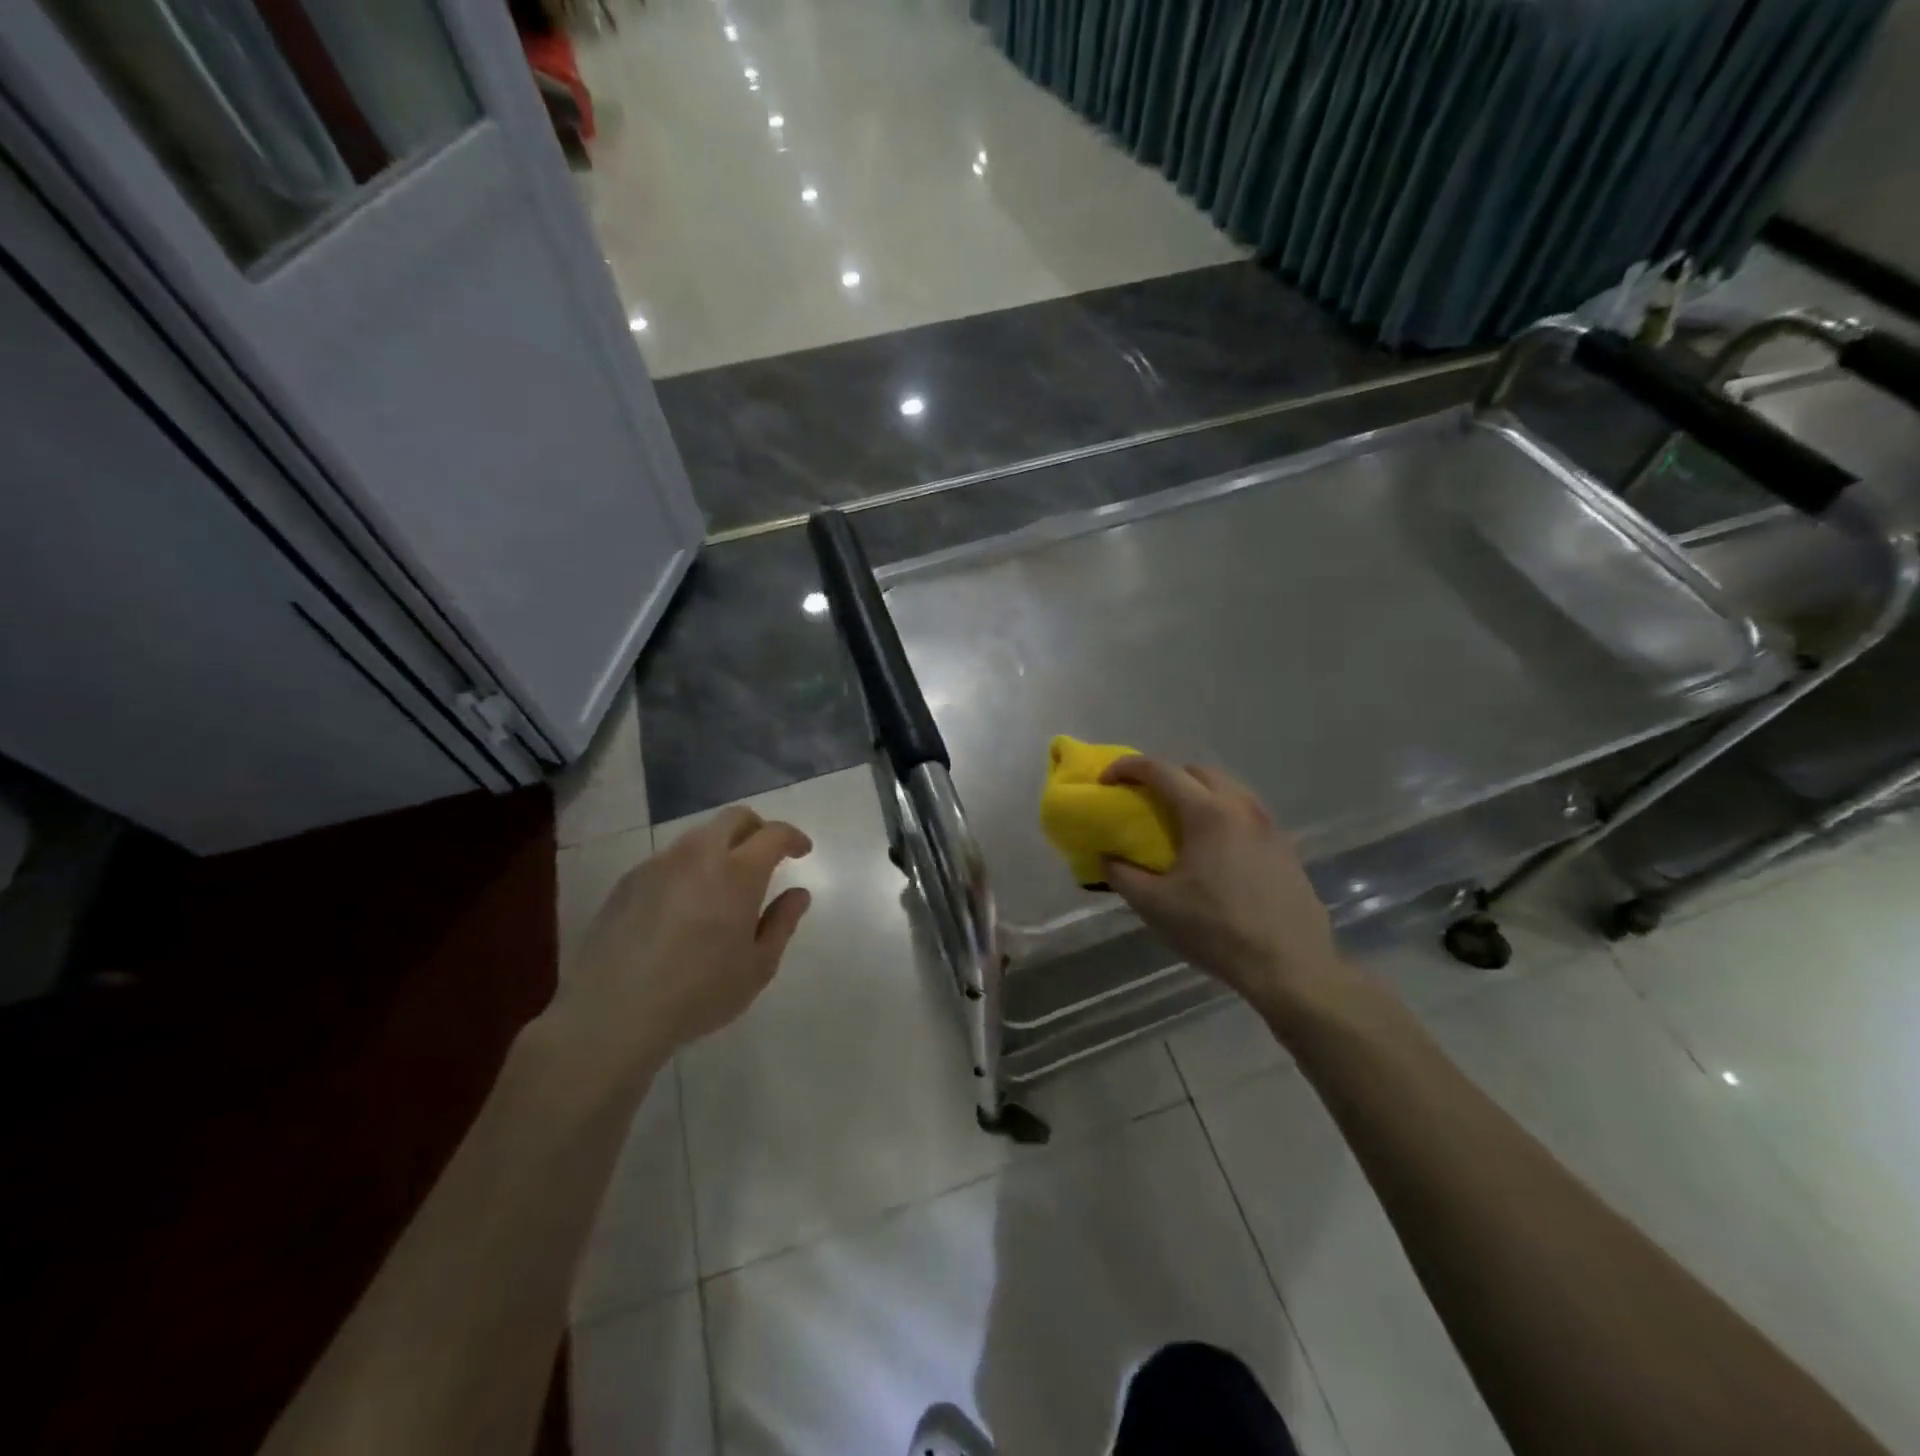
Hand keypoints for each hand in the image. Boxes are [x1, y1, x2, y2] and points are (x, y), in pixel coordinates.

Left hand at [547, 807, 813, 1085]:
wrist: (612, 1013)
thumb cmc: (698, 993)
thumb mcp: (757, 967)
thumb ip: (782, 923)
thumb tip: (798, 894)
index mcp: (738, 873)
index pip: (773, 834)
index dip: (793, 837)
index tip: (802, 852)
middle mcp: (699, 855)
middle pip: (734, 818)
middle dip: (758, 828)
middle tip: (767, 855)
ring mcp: (659, 864)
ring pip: (699, 837)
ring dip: (721, 847)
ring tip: (723, 884)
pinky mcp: (629, 881)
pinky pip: (669, 860)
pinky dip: (689, 868)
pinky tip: (684, 906)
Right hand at [1100, 758, 1344, 1014]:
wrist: (1289, 967)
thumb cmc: (1216, 930)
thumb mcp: (1155, 906)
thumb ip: (1122, 875)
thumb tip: (1107, 858)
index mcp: (1207, 813)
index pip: (1161, 771)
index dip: (1127, 768)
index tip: (1106, 781)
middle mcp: (1242, 807)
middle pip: (1198, 772)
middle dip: (1165, 776)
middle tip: (1143, 800)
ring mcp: (1270, 826)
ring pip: (1228, 790)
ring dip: (1197, 794)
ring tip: (1178, 823)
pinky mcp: (1286, 847)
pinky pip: (1246, 814)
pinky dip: (1222, 815)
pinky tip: (1214, 851)